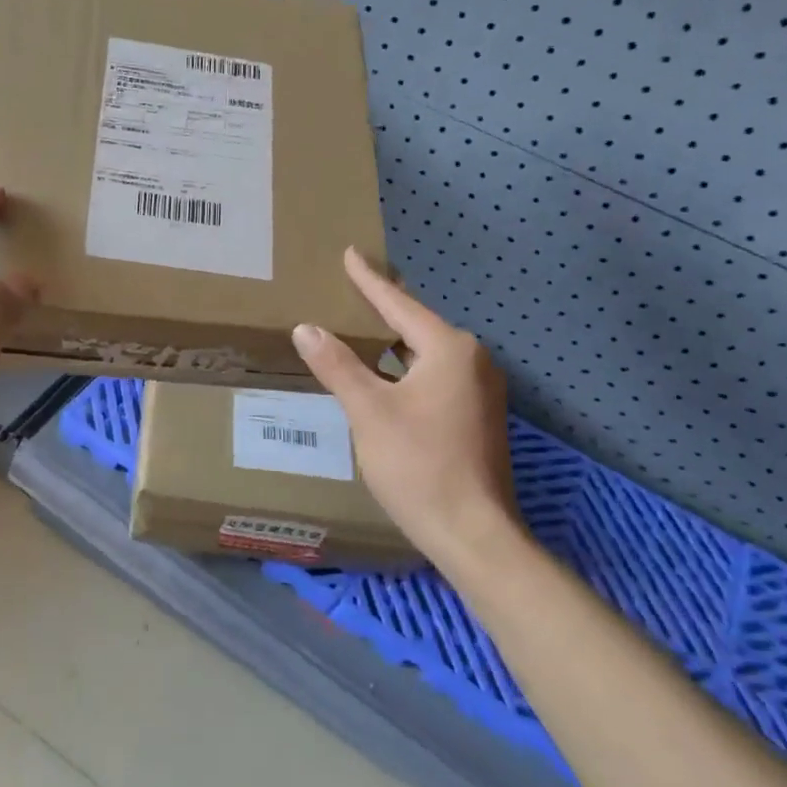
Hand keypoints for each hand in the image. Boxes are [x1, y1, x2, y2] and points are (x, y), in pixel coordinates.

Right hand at [292, 249, 524, 559]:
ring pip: (426, 353)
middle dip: (383, 309)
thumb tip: (306, 328)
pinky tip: (385, 376)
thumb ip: (337, 365)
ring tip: (361, 328)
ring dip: (394, 342)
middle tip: (350, 290)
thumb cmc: (418, 465)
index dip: (369, 280)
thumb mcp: (369, 411)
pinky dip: (406, 368)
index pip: (399, 304)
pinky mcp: (478, 415)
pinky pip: (435, 375)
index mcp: (449, 349)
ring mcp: (481, 389)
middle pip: (417, 324)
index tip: (350, 254)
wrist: (472, 532)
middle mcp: (472, 360)